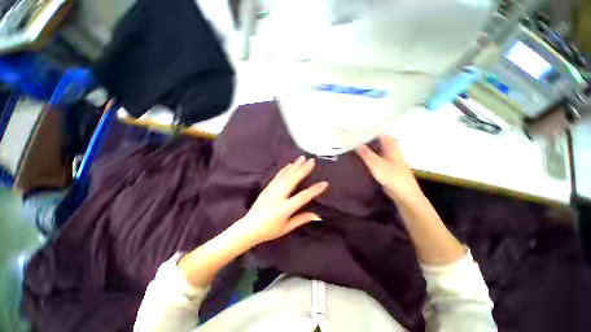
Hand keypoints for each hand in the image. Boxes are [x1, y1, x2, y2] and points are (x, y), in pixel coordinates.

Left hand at [236, 156, 328, 244]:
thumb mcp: (287, 228)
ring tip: (302, 158)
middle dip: (303, 169)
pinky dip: (284, 169)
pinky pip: (277, 176)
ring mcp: (272, 190)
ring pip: (285, 175)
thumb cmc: (269, 230)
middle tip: (312, 160)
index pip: (303, 197)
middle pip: (293, 180)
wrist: (249, 228)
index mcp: (285, 208)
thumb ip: (302, 219)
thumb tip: (318, 216)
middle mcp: (278, 196)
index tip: (324, 183)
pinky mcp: (267, 188)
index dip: (315, 190)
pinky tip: (289, 164)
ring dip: (294, 166)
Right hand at [356, 134, 420, 200]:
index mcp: (392, 147)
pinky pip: (378, 161)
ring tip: (356, 149)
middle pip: (379, 143)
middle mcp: (392, 152)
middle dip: (368, 141)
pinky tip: (362, 161)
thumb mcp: (376, 163)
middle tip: (355, 141)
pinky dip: (370, 159)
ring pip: (378, 152)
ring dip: (369, 150)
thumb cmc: (392, 176)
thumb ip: (366, 153)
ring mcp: (391, 161)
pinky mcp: (388, 170)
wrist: (404, 194)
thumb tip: (356, 143)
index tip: (359, 132)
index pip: (381, 135)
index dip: (371, 132)